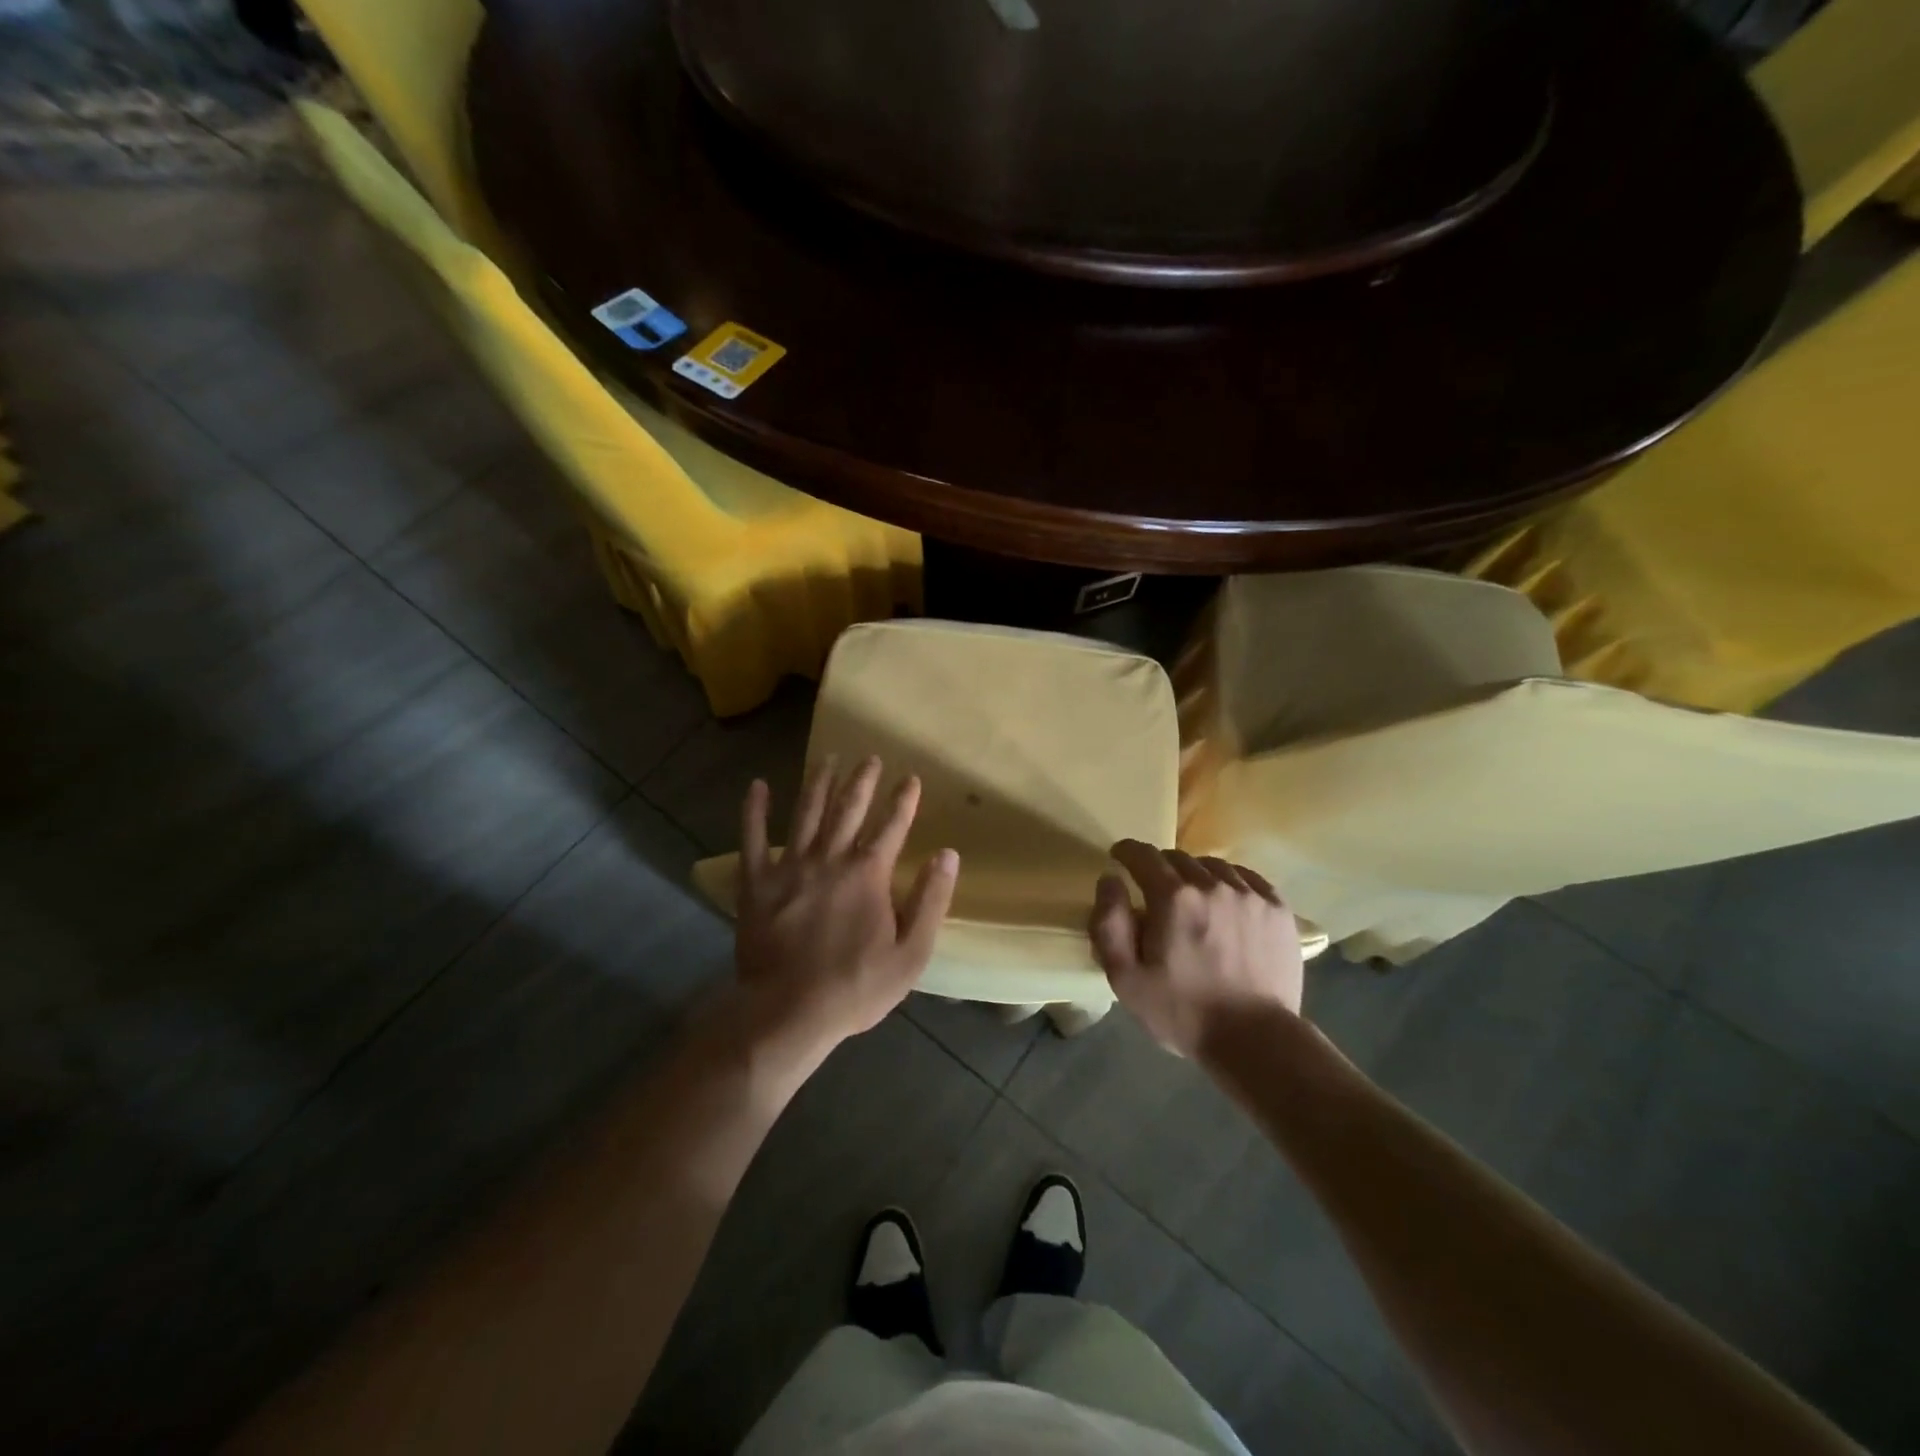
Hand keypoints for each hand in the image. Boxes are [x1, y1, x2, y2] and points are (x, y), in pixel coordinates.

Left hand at [733, 757, 958, 1059]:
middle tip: (870, 757)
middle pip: (849, 808)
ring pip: (806, 813)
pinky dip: (755, 810)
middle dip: (863, 780)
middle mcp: (831, 858)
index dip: (903, 801)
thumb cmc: (855, 986)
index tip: (911, 779)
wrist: (788, 1012)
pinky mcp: (757, 882)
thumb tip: (948, 854)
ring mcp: (790, 867)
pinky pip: (752, 838)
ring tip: (827, 758)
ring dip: (818, 782)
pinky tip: (757, 786)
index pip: (892, 826)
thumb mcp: (911, 953)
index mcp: (868, 874)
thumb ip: (931, 900)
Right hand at [1089, 841, 1303, 1058]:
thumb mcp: (1125, 978)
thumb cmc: (1183, 1012)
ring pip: (1213, 866)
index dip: (1127, 852)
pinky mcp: (1278, 909)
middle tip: (1155, 890)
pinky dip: (1230, 882)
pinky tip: (1226, 900)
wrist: (1257, 1040)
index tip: (1120, 857)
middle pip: (1178, 858)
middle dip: (1160, 868)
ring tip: (1193, 897)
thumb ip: (1109, 924)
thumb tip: (1110, 880)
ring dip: (1196, 874)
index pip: (1143, 855)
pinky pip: (1247, 878)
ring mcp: (1250, 894)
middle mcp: (1212, 884)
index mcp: (1173, 897)